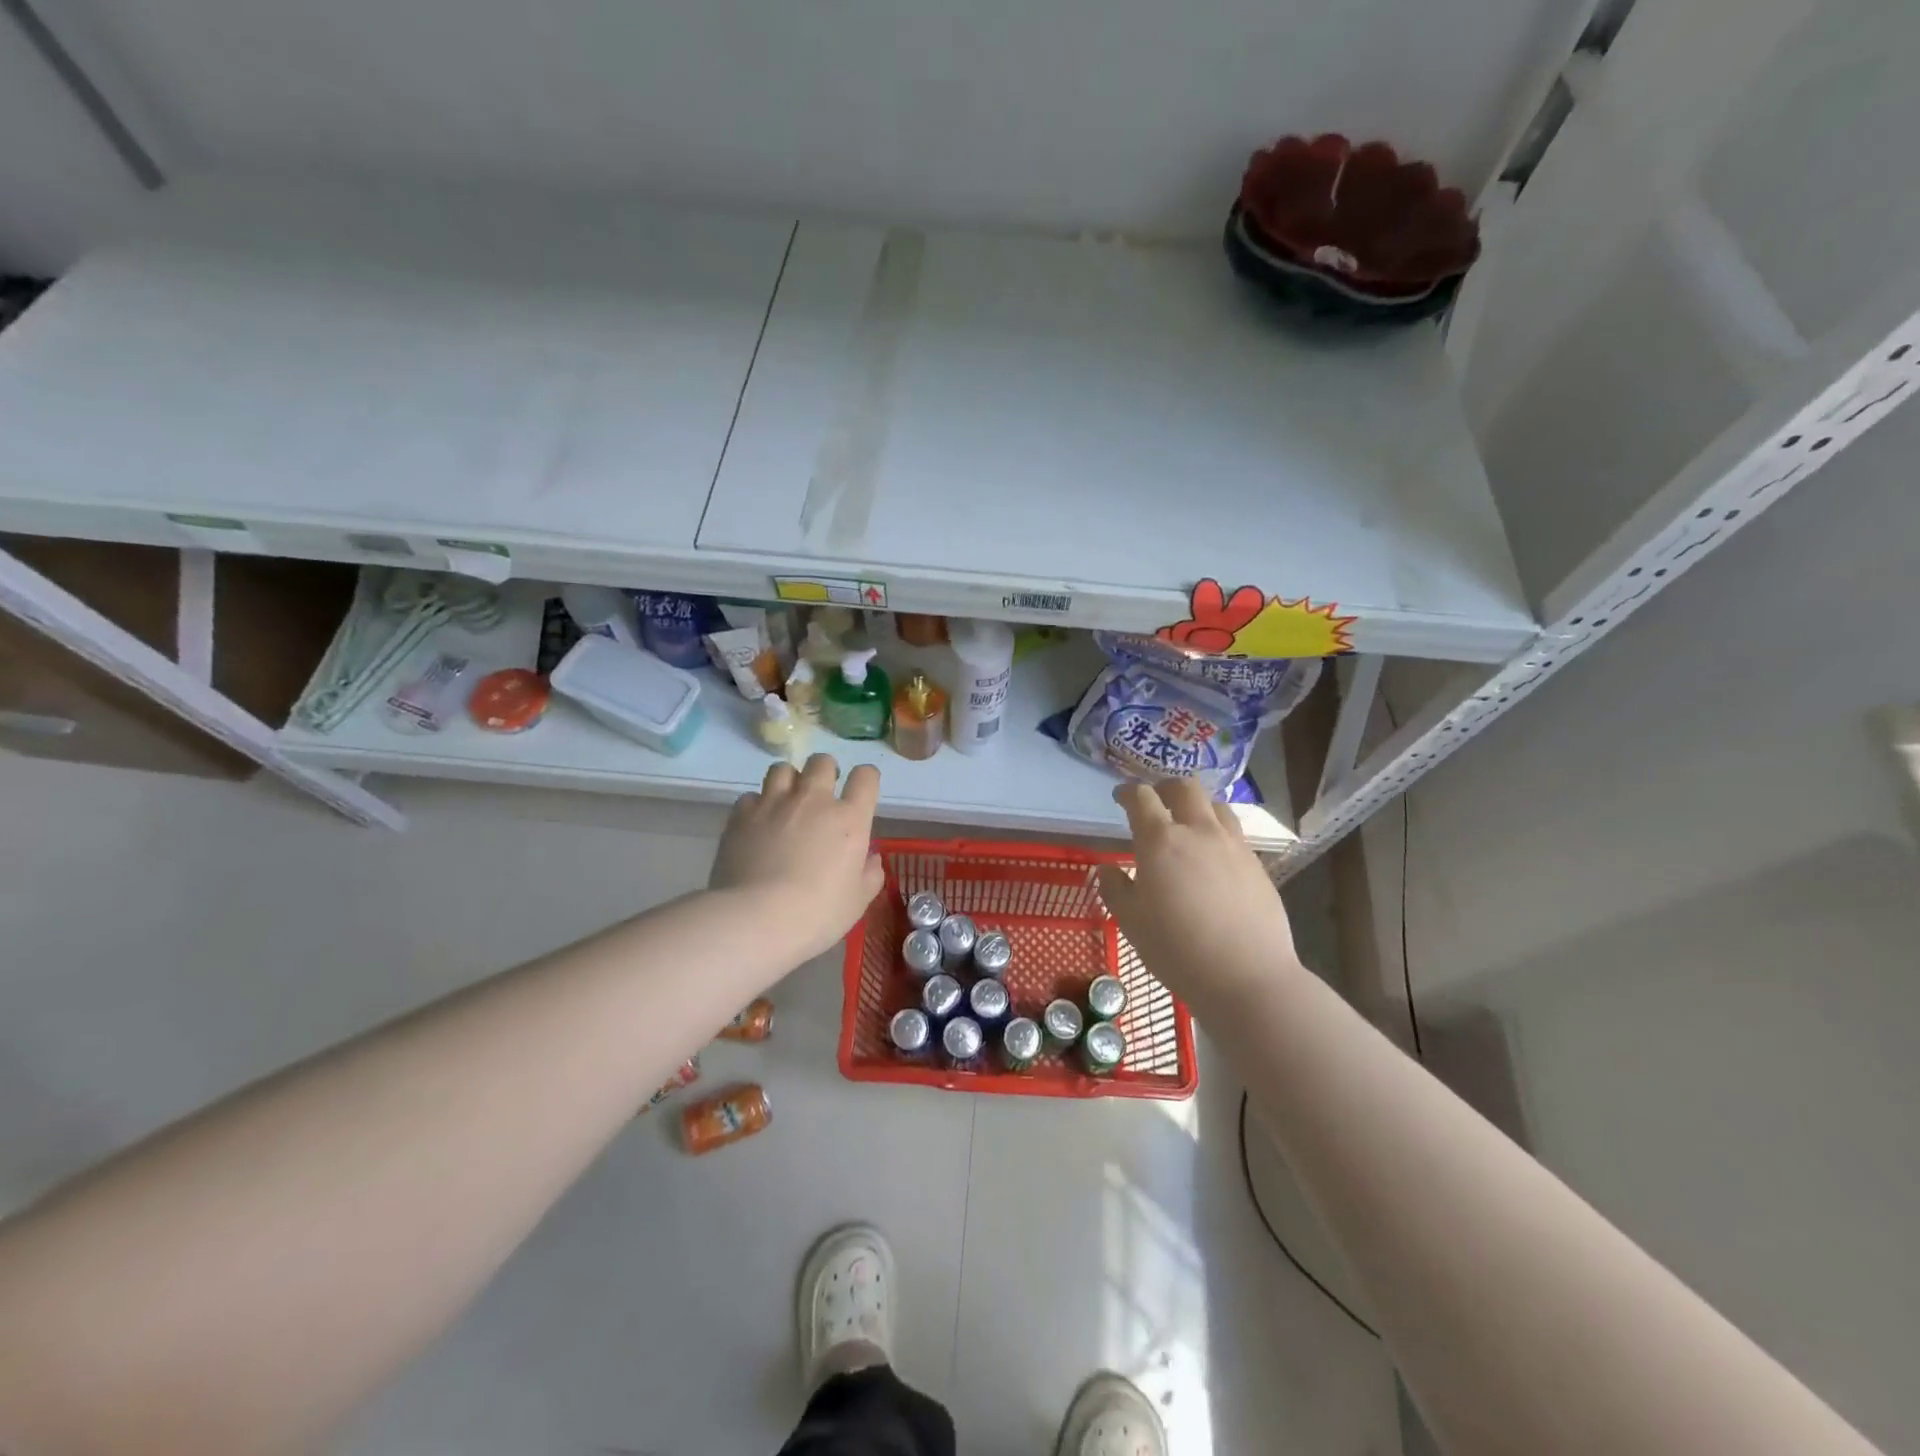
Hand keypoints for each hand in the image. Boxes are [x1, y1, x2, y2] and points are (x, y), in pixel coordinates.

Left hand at [710, 755, 885, 960]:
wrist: (756, 919)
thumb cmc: (817, 913)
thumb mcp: (858, 901)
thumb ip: (870, 874)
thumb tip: (870, 858)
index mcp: (849, 818)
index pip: (866, 777)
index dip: (866, 779)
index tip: (862, 792)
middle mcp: (813, 800)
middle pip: (822, 762)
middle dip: (825, 772)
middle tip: (822, 795)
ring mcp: (774, 803)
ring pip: (782, 768)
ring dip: (789, 780)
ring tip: (786, 802)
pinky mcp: (741, 815)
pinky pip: (750, 796)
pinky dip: (756, 806)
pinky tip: (756, 825)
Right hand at [1096, 779, 1302, 1014]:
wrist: (1247, 976)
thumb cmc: (1176, 949)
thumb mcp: (1130, 921)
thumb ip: (1115, 888)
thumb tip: (1107, 868)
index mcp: (1160, 840)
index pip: (1141, 798)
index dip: (1127, 792)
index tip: (1120, 797)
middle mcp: (1199, 832)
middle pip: (1185, 788)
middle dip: (1165, 786)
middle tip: (1155, 800)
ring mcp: (1233, 846)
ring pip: (1216, 806)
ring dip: (1197, 805)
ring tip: (1188, 822)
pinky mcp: (1257, 865)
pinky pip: (1235, 834)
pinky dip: (1218, 833)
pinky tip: (1214, 857)